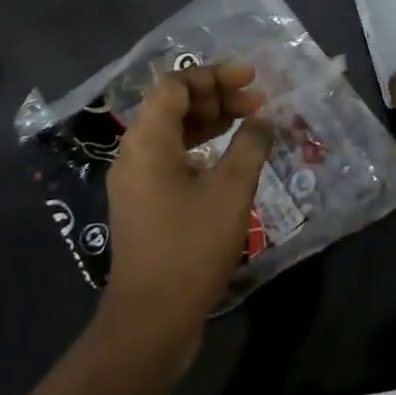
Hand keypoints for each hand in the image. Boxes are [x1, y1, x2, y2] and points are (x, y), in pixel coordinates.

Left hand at [99, 63, 273, 359]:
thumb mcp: (231, 190)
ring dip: (210, 122)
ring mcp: (136, 181)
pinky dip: (201, 149)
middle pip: (172, 105)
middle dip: (216, 96)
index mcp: (147, 141)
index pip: (176, 85)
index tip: (252, 79)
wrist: (151, 319)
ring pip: (172, 133)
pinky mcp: (144, 204)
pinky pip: (171, 159)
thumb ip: (250, 145)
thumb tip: (262, 120)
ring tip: (249, 124)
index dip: (215, 75)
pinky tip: (229, 159)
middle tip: (257, 103)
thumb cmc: (191, 246)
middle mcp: (134, 153)